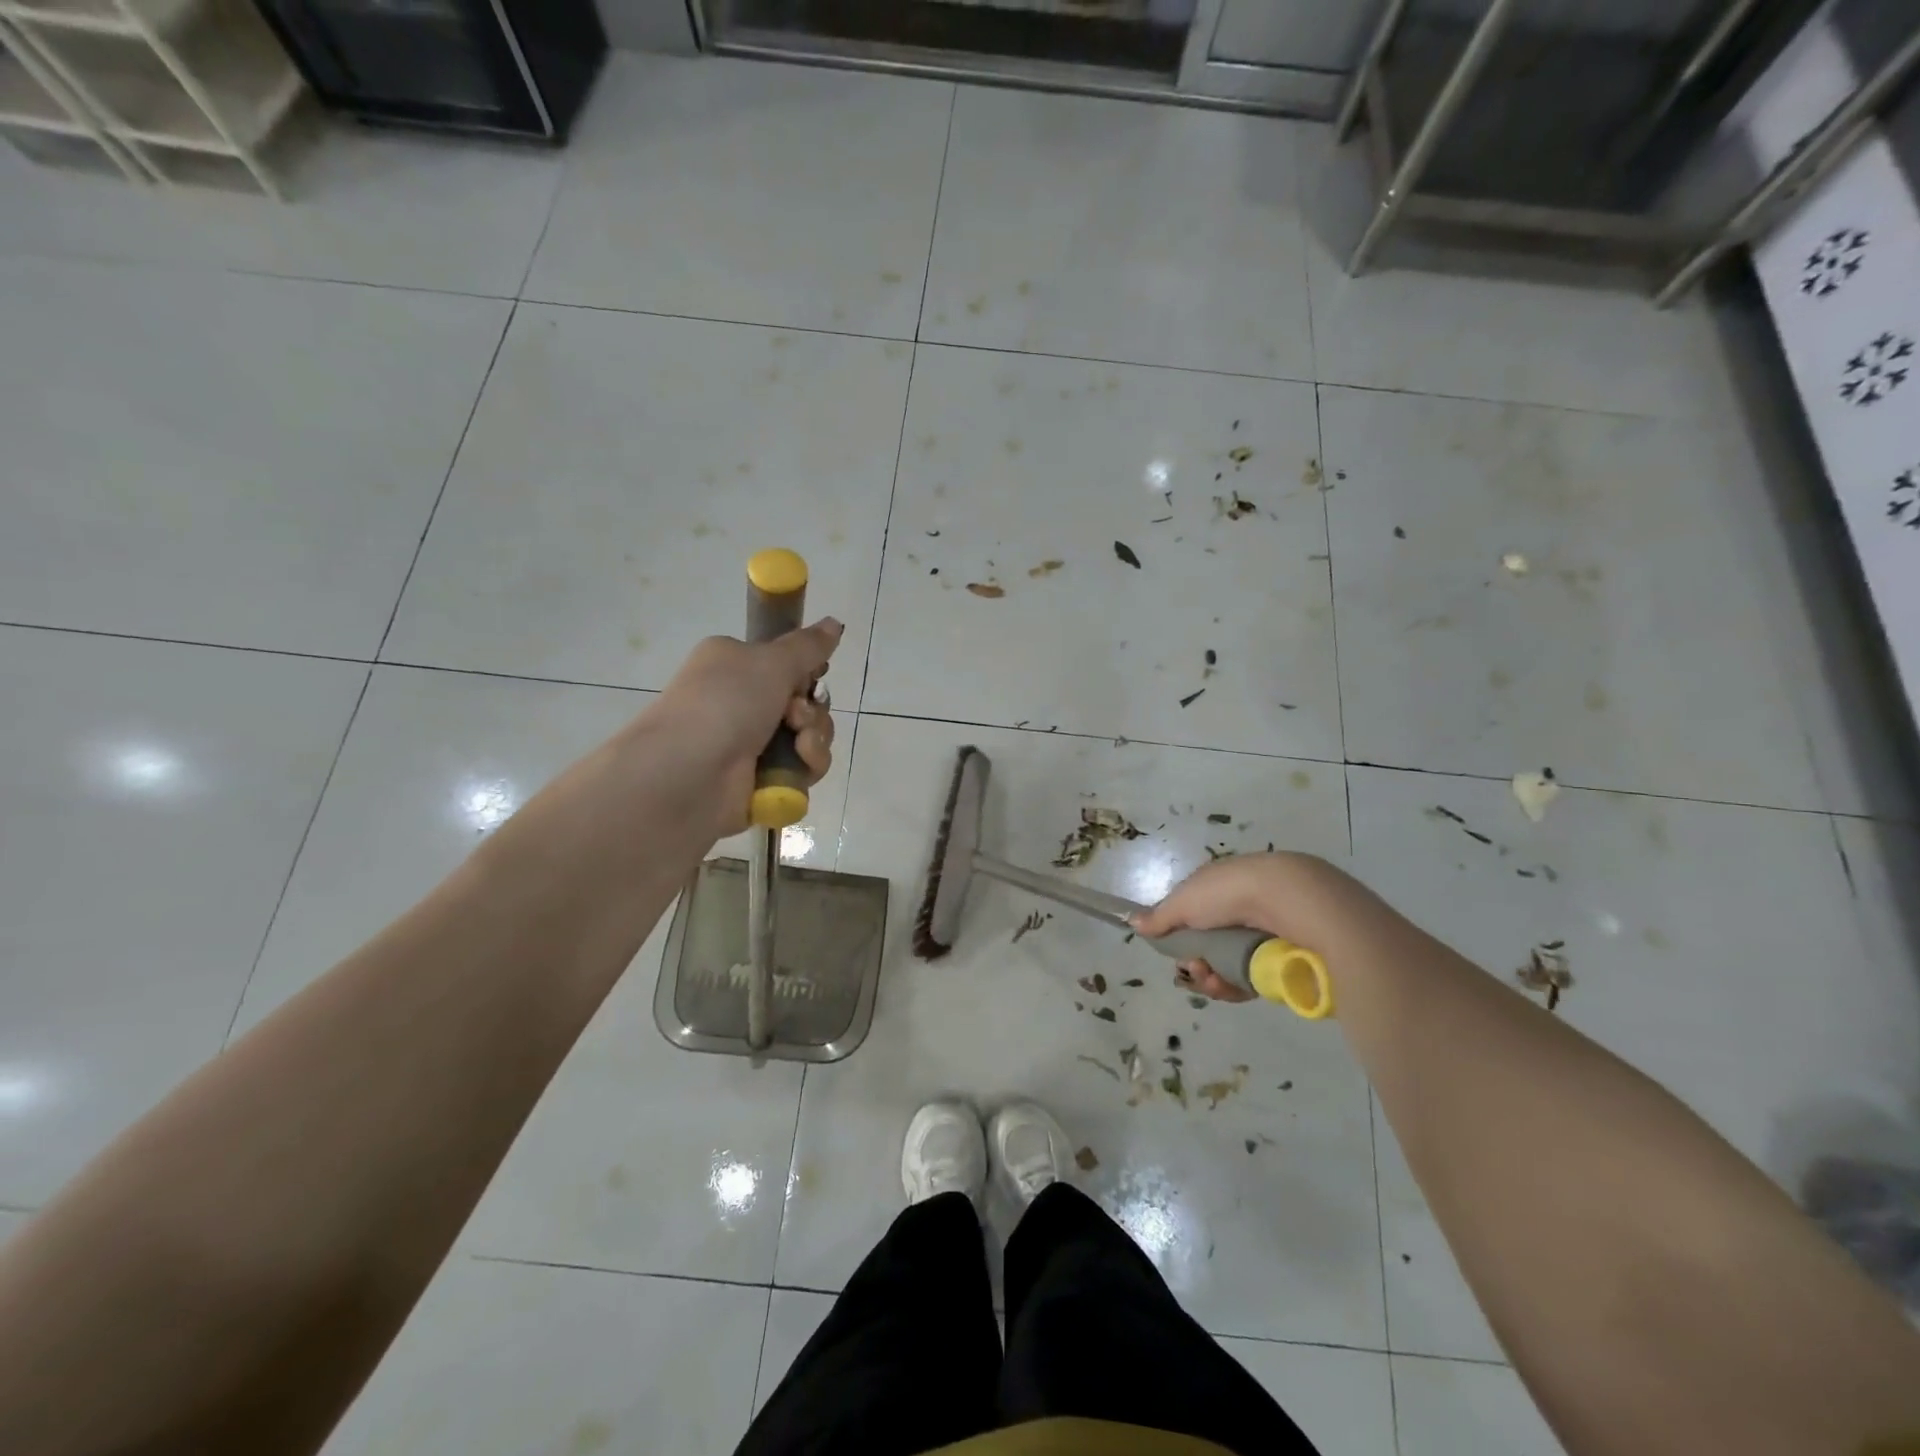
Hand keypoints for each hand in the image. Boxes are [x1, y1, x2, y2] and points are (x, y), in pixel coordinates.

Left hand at [641, 619, 843, 837]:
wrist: (688, 774)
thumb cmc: (725, 704)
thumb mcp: (770, 662)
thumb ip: (808, 645)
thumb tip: (835, 622)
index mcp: (735, 665)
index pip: (786, 665)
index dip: (807, 673)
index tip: (813, 677)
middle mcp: (741, 702)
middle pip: (805, 702)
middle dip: (812, 710)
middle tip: (795, 715)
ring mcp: (751, 744)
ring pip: (809, 737)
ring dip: (814, 739)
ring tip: (798, 746)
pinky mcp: (762, 780)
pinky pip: (803, 768)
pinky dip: (806, 766)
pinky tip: (795, 768)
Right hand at [1129, 852, 1362, 1003]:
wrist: (1288, 899)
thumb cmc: (1228, 893)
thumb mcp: (1184, 901)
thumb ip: (1159, 917)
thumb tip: (1132, 922)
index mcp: (1219, 889)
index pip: (1194, 918)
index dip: (1179, 938)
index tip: (1173, 950)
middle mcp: (1241, 910)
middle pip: (1209, 947)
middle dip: (1196, 962)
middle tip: (1195, 969)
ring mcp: (1263, 935)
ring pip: (1229, 967)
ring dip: (1212, 979)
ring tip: (1212, 980)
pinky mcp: (1281, 960)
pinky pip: (1252, 980)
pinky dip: (1236, 987)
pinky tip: (1229, 986)